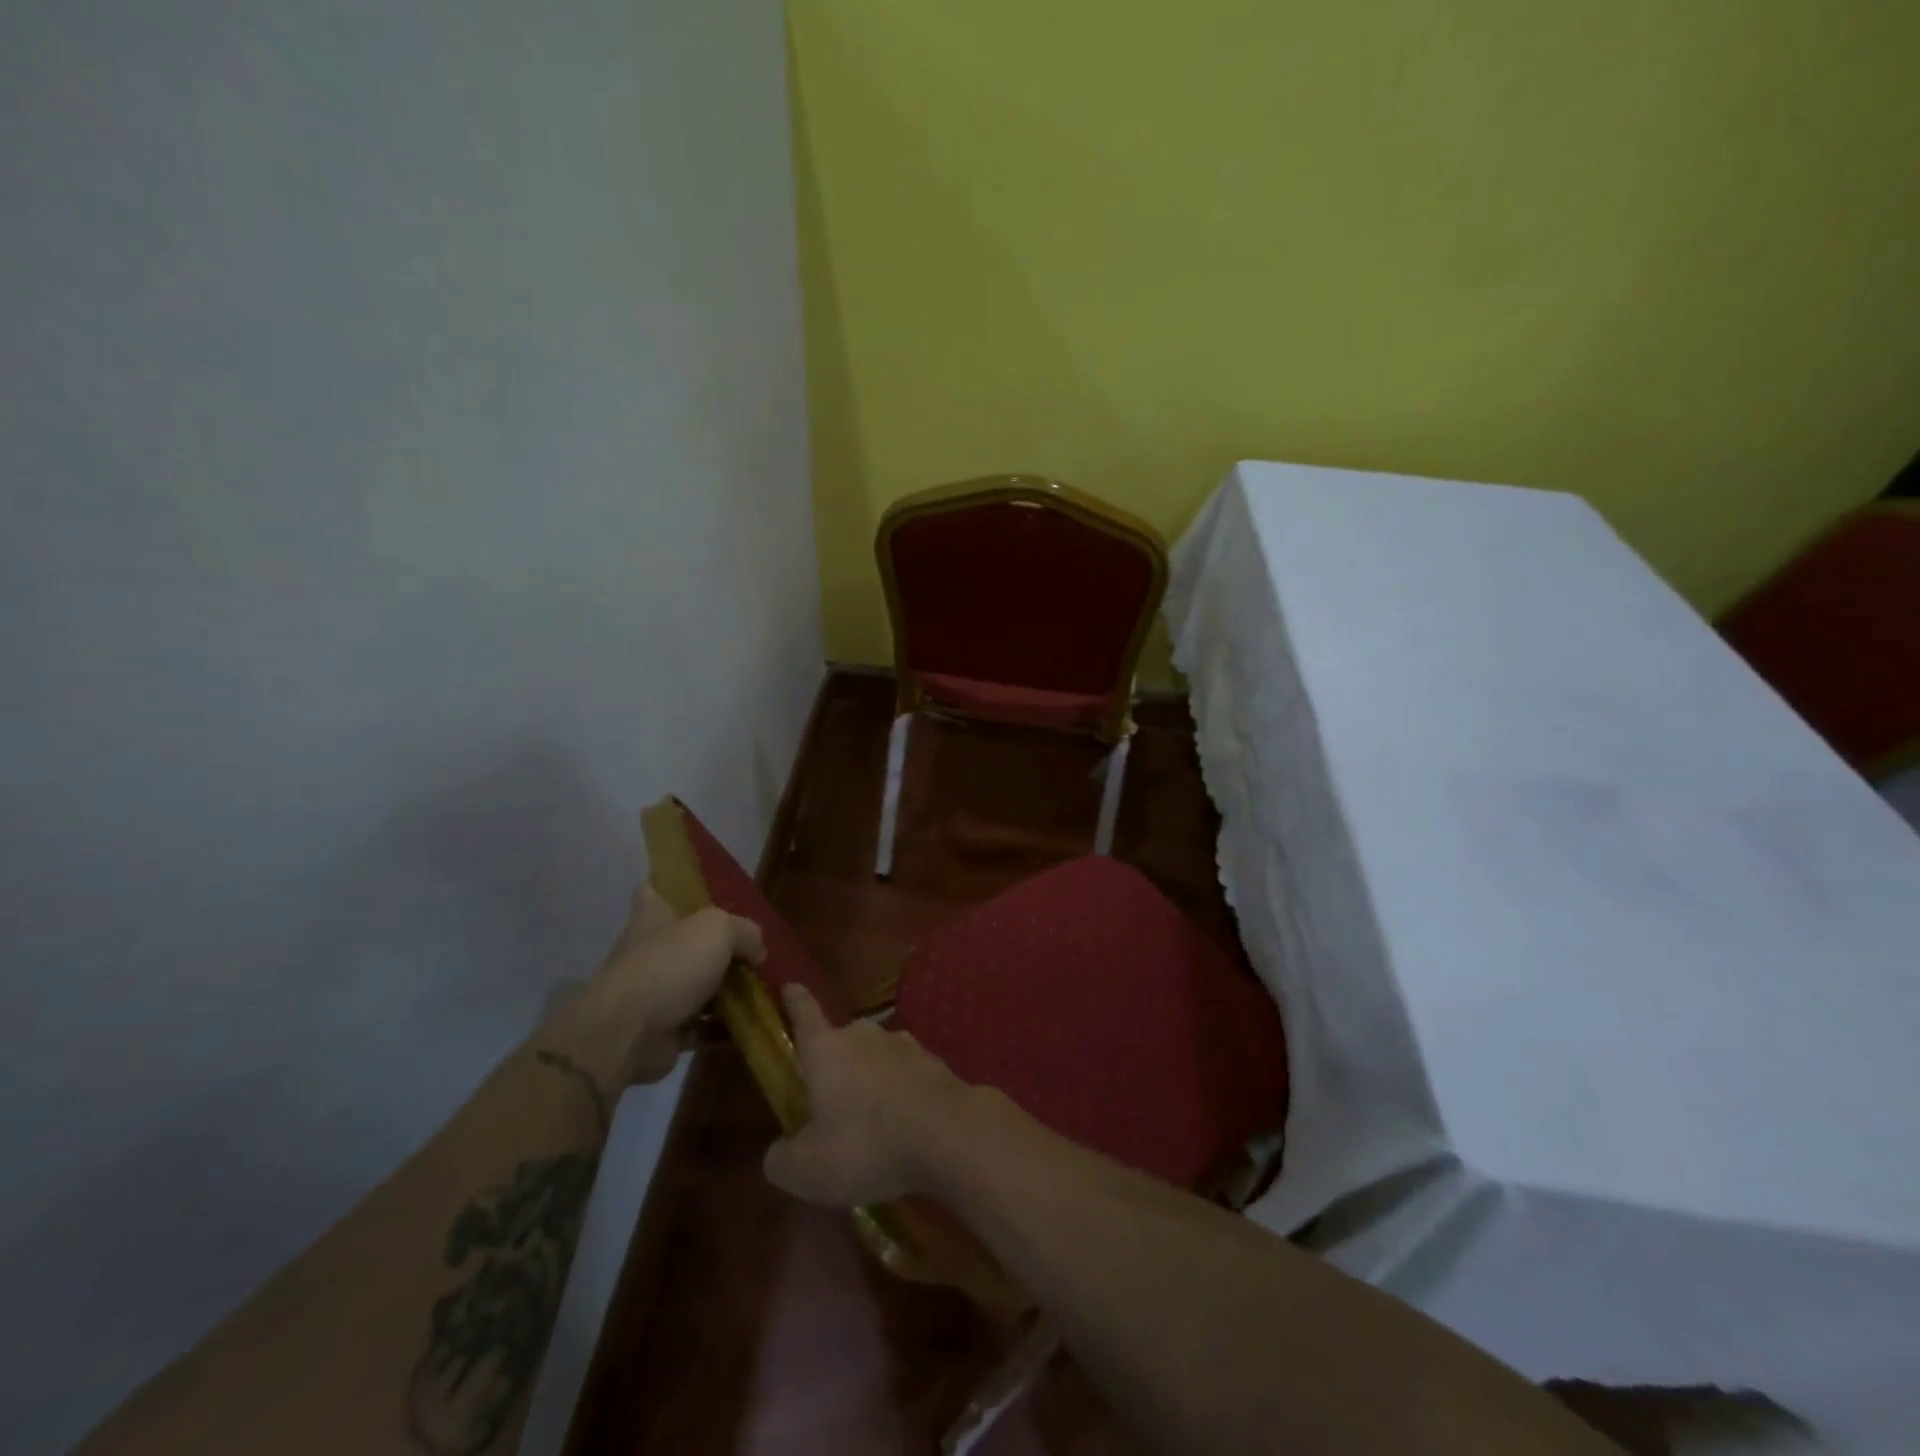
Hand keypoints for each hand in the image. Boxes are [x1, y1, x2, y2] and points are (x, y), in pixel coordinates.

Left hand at [547, 882, 764, 1085]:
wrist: (628, 1034)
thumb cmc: (669, 965)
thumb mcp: (719, 929)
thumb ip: (746, 932)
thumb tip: (757, 953)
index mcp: (653, 915)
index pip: (655, 887)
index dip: (672, 881)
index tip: (701, 886)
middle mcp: (651, 950)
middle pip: (687, 939)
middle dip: (720, 944)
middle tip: (756, 947)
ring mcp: (657, 991)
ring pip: (699, 984)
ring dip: (728, 989)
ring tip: (765, 988)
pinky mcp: (665, 1029)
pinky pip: (703, 1025)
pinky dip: (725, 1027)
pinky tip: (754, 1023)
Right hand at [763, 983, 976, 1205]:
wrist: (949, 1134)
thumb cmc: (867, 1144)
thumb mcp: (807, 1170)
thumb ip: (782, 1159)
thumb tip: (779, 1152)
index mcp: (826, 1048)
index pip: (804, 1012)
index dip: (794, 999)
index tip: (790, 984)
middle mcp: (864, 1035)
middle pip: (842, 1042)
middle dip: (835, 1064)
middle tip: (829, 1098)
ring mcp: (904, 1045)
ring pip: (877, 1058)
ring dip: (871, 1080)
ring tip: (871, 1120)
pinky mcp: (934, 1063)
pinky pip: (906, 1076)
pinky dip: (900, 1094)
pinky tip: (904, 1125)